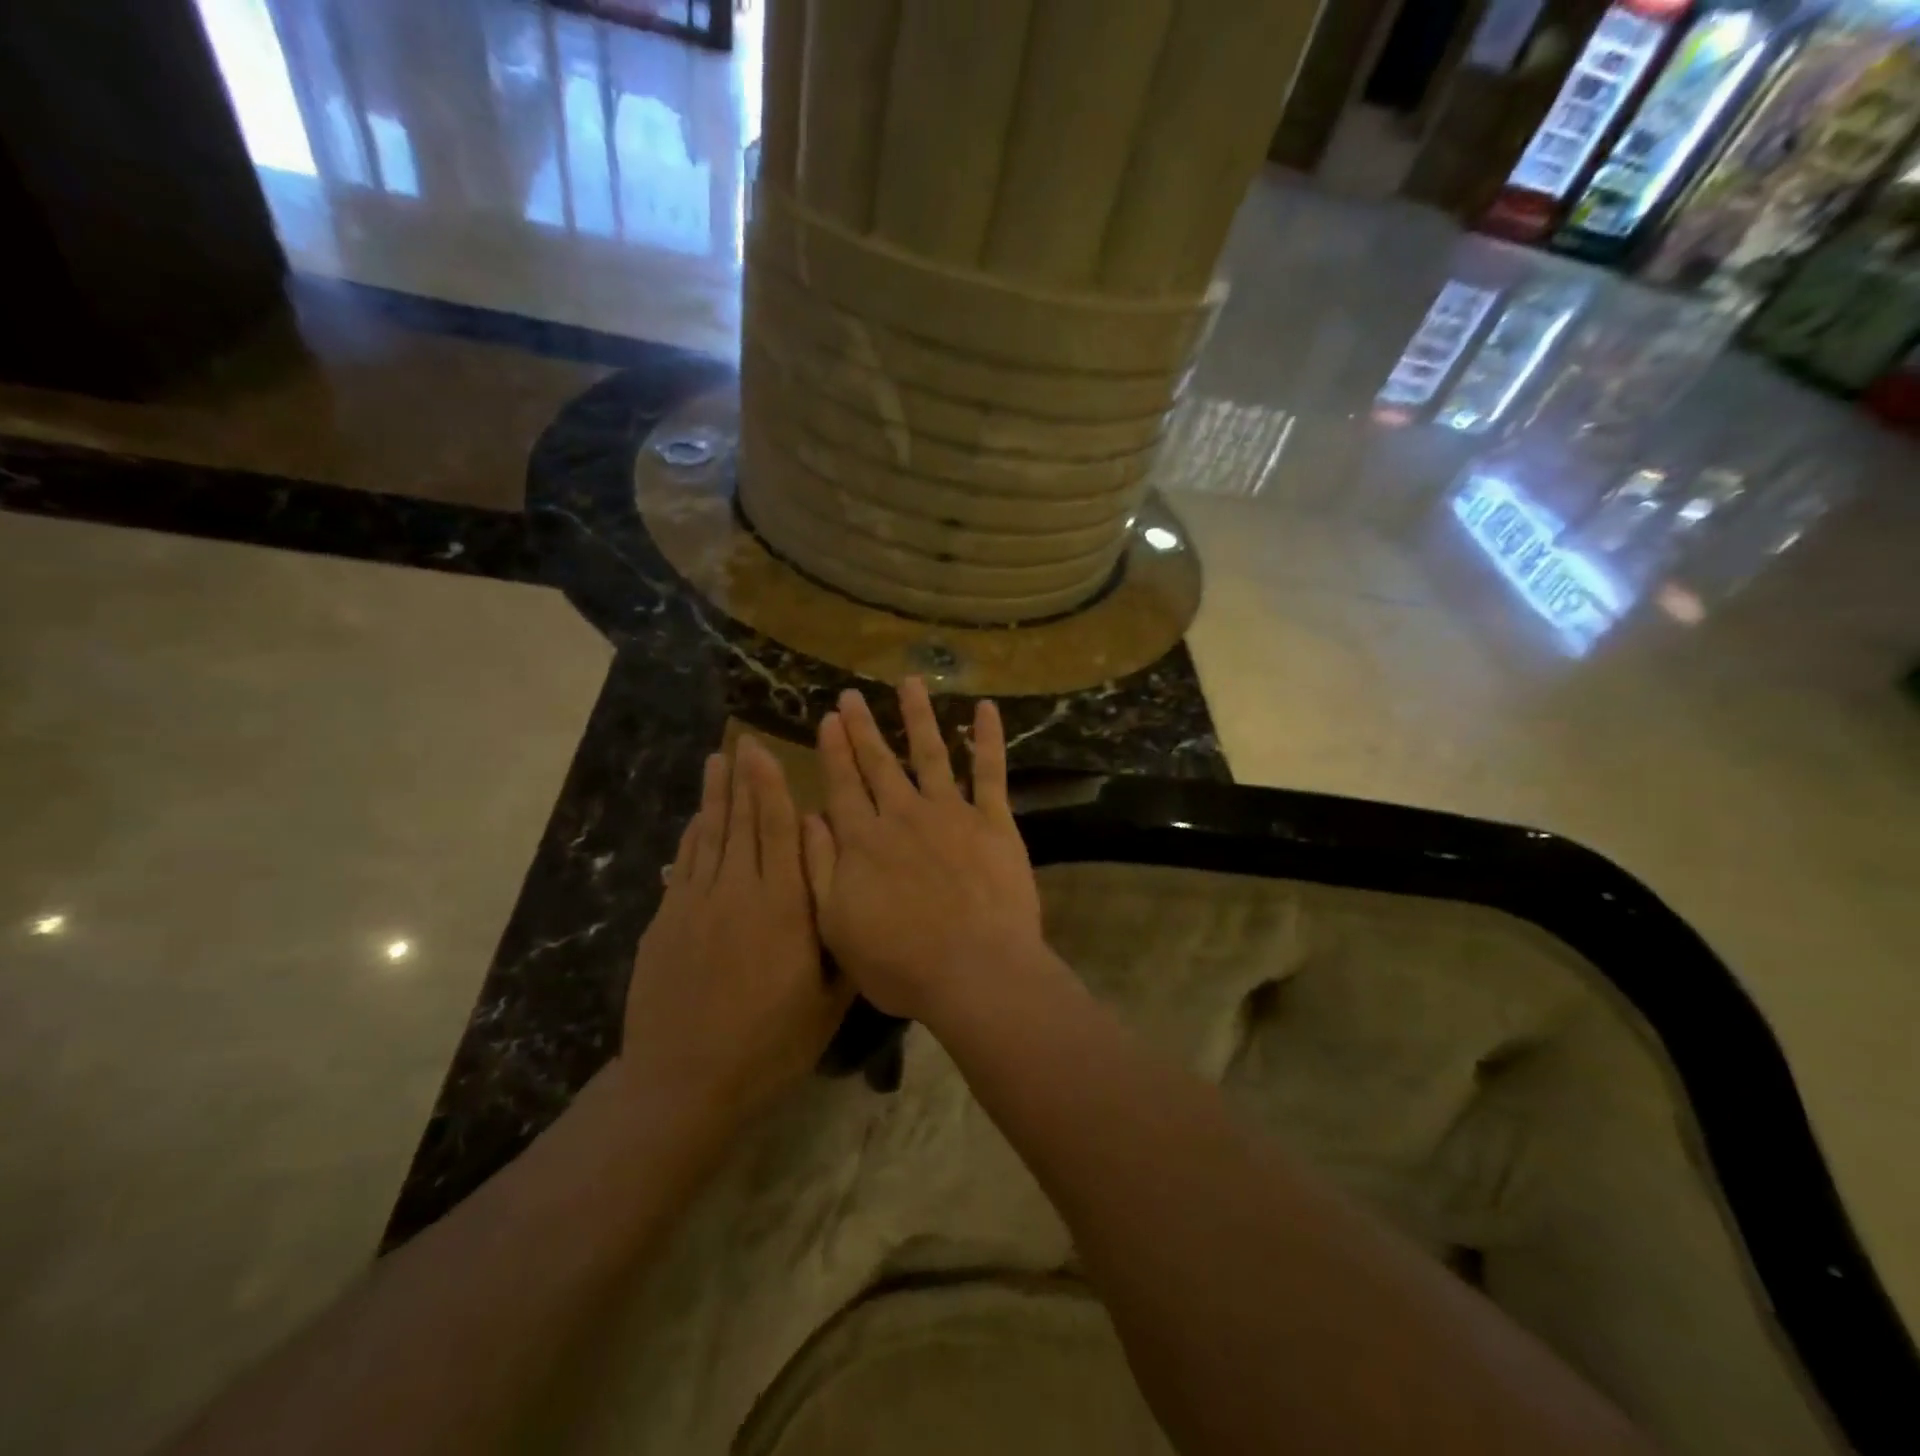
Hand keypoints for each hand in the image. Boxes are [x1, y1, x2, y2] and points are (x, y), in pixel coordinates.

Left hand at [619, 737, 852, 1128]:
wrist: (685, 1082)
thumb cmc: (771, 1043)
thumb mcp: (829, 998)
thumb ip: (839, 932)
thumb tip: (844, 878)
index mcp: (783, 907)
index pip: (778, 830)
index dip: (770, 786)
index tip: (764, 750)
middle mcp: (738, 892)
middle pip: (740, 822)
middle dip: (742, 779)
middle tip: (741, 741)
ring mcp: (694, 904)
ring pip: (708, 837)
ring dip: (714, 797)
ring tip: (716, 762)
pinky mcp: (665, 923)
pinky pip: (682, 865)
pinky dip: (691, 837)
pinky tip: (695, 821)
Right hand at [802, 679, 1045, 1027]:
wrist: (975, 972)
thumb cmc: (901, 963)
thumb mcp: (837, 925)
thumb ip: (820, 867)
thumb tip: (807, 817)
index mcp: (864, 841)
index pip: (843, 785)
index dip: (834, 751)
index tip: (828, 719)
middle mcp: (904, 815)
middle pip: (879, 763)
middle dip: (863, 728)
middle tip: (851, 695)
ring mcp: (952, 813)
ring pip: (931, 753)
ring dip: (918, 716)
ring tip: (910, 682)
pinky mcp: (994, 822)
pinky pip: (991, 772)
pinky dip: (988, 739)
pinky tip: (986, 709)